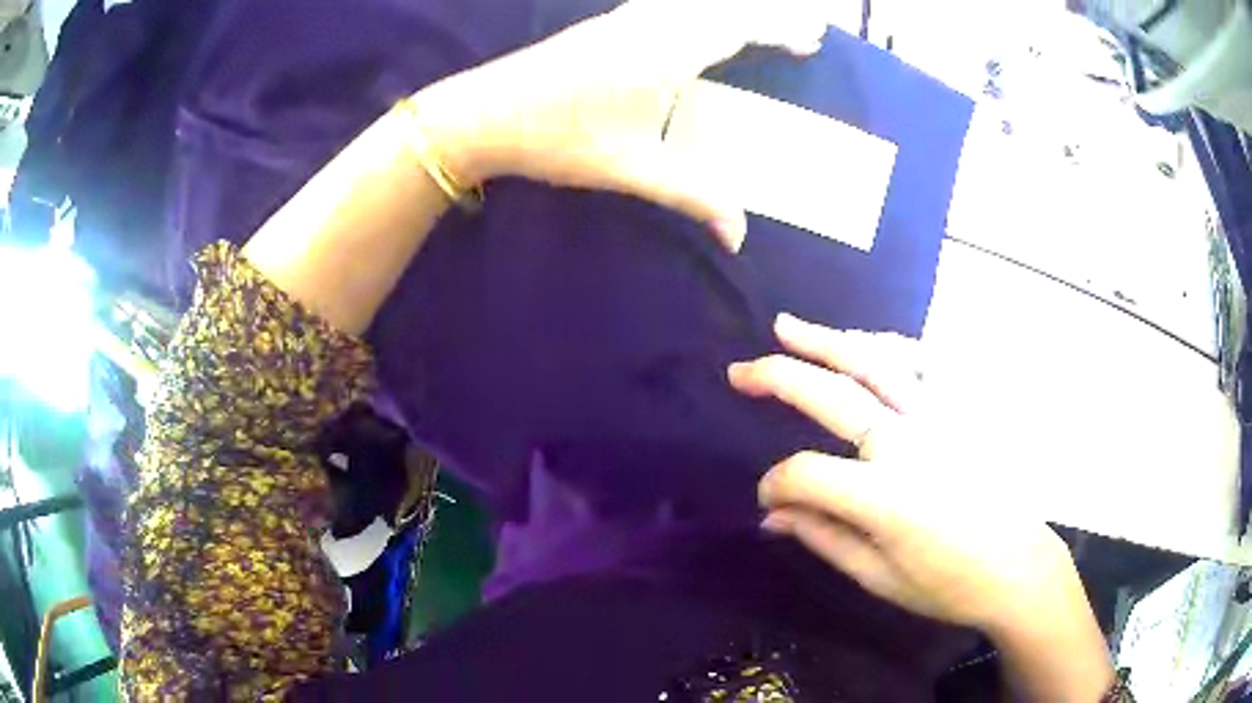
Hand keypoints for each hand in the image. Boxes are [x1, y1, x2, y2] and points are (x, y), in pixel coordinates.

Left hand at [413, 0, 827, 250]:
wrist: (483, 113)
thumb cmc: (557, 139)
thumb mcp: (631, 169)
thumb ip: (694, 195)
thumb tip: (740, 235)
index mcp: (666, 53)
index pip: (739, 26)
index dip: (781, 29)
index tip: (812, 38)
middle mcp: (652, 24)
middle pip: (724, 7)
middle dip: (769, 16)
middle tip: (804, 31)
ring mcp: (625, 19)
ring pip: (696, 2)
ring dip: (736, 9)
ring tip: (763, 26)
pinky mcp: (605, 24)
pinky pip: (670, 5)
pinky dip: (702, 10)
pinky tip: (701, 22)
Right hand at [727, 313, 1088, 635]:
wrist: (1016, 567)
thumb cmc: (947, 584)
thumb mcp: (877, 576)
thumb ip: (822, 536)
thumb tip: (770, 515)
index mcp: (883, 495)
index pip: (804, 473)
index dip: (774, 487)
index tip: (769, 503)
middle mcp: (907, 442)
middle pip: (831, 395)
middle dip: (776, 378)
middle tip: (739, 371)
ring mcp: (938, 419)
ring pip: (875, 362)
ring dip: (827, 341)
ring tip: (789, 327)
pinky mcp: (960, 412)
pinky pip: (921, 364)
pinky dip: (888, 346)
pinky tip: (866, 342)